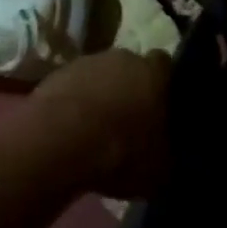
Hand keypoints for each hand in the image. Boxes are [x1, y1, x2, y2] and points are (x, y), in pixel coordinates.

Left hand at [27, 48, 171, 198]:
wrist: (61, 140)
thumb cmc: (120, 151)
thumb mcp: (158, 170)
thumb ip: (167, 155)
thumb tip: (167, 157)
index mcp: (154, 73)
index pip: (165, 64)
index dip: (162, 83)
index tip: (159, 105)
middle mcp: (125, 57)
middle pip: (130, 67)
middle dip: (129, 88)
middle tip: (127, 120)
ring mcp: (89, 61)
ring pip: (100, 75)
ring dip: (100, 95)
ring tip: (95, 129)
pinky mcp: (59, 72)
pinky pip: (74, 86)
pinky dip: (75, 103)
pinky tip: (70, 130)